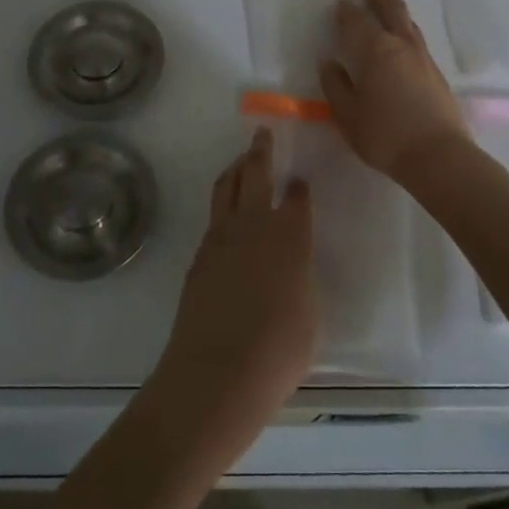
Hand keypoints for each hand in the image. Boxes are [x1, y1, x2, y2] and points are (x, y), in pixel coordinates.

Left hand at [150, 129, 318, 454]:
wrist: (217, 373)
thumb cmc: (278, 351)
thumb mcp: (309, 317)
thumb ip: (301, 281)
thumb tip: (291, 271)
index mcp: (290, 236)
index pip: (296, 199)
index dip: (299, 188)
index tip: (299, 181)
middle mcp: (255, 226)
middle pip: (256, 175)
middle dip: (260, 151)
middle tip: (261, 135)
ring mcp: (221, 238)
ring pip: (227, 188)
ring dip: (236, 169)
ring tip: (241, 160)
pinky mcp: (199, 255)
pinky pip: (213, 217)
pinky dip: (222, 204)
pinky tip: (226, 213)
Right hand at [319, 0, 470, 182]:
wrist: (438, 157)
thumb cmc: (385, 135)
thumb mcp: (347, 115)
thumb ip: (335, 86)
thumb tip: (328, 63)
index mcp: (375, 50)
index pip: (356, 22)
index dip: (346, 12)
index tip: (340, 5)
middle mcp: (401, 45)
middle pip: (392, 9)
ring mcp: (424, 58)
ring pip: (409, 24)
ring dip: (395, 12)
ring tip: (385, 12)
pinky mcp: (437, 74)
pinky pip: (418, 41)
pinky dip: (406, 32)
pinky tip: (401, 45)